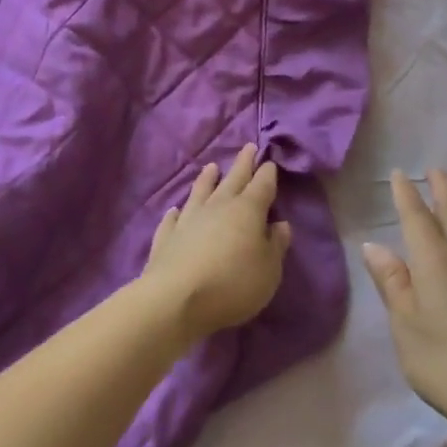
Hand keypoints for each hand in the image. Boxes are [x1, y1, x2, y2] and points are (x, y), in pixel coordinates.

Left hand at [142, 144, 291, 341]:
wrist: (176, 299)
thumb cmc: (233, 284)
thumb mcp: (269, 270)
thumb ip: (276, 245)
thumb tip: (280, 224)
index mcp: (247, 210)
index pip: (262, 185)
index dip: (268, 173)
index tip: (269, 162)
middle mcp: (218, 207)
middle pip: (233, 179)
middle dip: (243, 163)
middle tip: (248, 147)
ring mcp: (189, 219)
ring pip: (200, 192)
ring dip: (207, 179)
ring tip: (212, 167)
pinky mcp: (166, 237)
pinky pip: (173, 219)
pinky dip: (176, 213)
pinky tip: (175, 211)